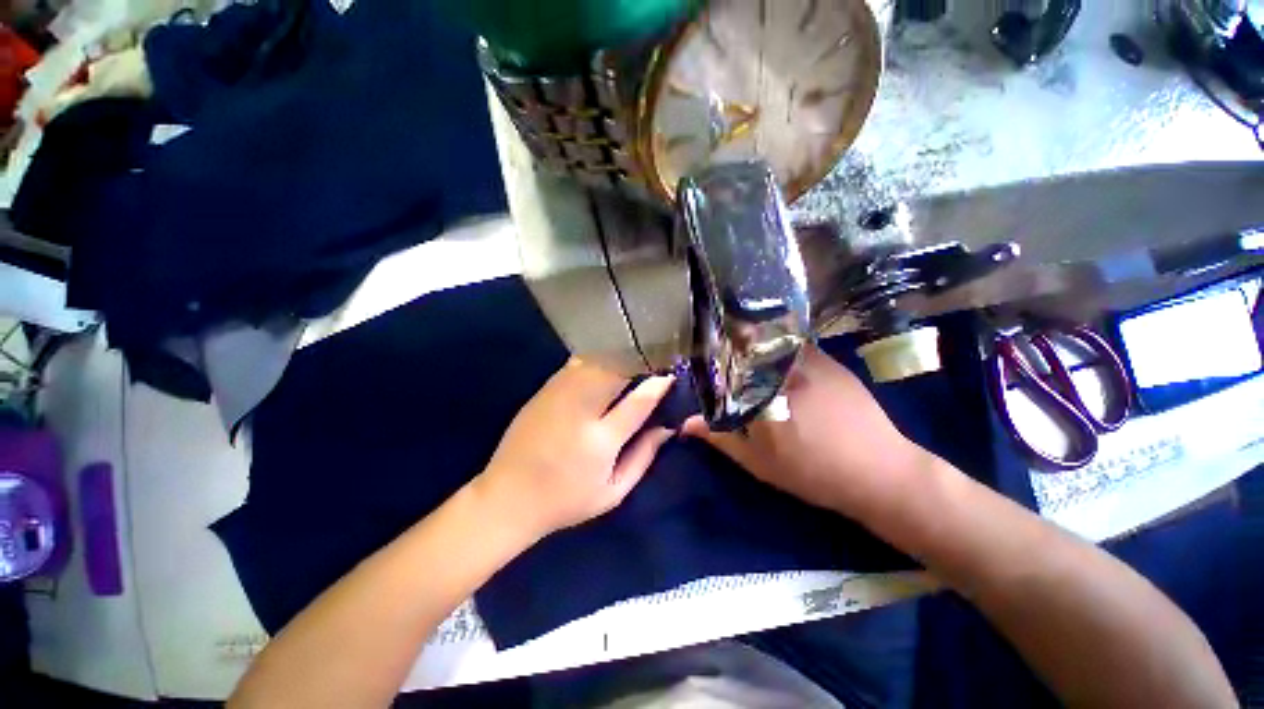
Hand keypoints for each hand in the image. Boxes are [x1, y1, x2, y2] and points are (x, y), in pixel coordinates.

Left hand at [474, 358, 674, 541]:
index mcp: (600, 440)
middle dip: (638, 368)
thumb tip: (666, 428)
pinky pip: (576, 365)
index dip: (658, 386)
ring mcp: (558, 395)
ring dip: (618, 363)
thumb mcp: (613, 492)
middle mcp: (580, 410)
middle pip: (617, 373)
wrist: (507, 498)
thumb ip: (643, 456)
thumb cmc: (566, 501)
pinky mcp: (543, 391)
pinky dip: (595, 363)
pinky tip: (602, 371)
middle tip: (650, 372)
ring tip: (629, 369)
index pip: (638, 402)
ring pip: (597, 363)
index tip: (670, 378)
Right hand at [682, 345, 930, 517]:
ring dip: (758, 349)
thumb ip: (721, 438)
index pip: (724, 365)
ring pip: (771, 344)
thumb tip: (685, 424)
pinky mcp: (830, 361)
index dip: (711, 361)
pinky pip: (795, 347)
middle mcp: (784, 369)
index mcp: (762, 394)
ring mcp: (811, 361)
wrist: (880, 473)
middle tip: (728, 364)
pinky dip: (781, 351)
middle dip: (732, 351)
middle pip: (746, 348)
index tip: (706, 365)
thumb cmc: (812, 472)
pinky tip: (782, 367)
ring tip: (752, 362)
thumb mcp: (759, 462)